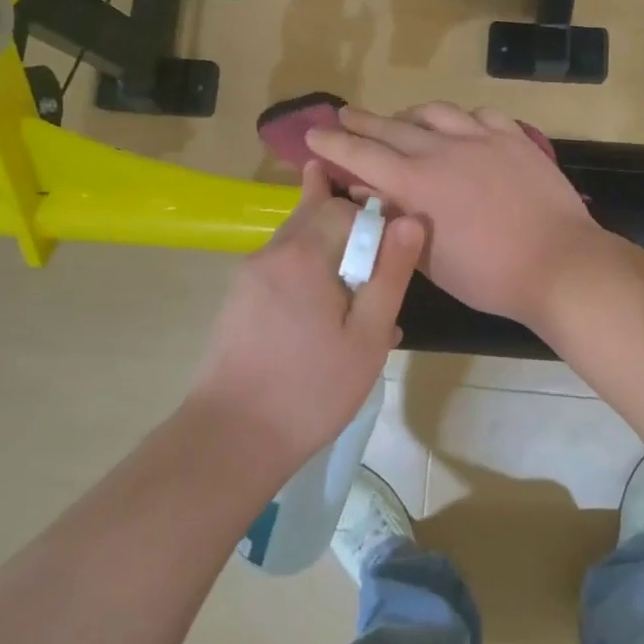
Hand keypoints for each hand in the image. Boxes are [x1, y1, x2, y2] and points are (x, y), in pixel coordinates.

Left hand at [186, 161, 423, 471]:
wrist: (232, 437)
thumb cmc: (312, 390)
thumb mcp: (367, 337)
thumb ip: (390, 275)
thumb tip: (411, 221)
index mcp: (302, 254)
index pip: (343, 206)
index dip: (374, 220)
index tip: (392, 258)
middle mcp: (270, 253)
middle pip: (315, 215)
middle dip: (350, 232)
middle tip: (375, 271)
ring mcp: (248, 276)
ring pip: (299, 243)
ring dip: (331, 256)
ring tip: (356, 302)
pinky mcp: (238, 300)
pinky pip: (283, 269)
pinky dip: (309, 277)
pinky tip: (327, 320)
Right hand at [308, 104, 603, 329]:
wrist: (558, 264)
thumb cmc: (487, 276)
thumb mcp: (428, 257)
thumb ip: (393, 218)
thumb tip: (364, 191)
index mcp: (416, 183)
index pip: (361, 154)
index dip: (333, 143)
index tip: (313, 134)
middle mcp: (443, 150)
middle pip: (392, 126)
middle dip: (362, 121)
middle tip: (344, 116)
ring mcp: (482, 138)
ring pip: (435, 112)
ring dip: (410, 115)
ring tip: (401, 120)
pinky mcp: (515, 138)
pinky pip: (480, 114)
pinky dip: (460, 118)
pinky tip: (460, 127)